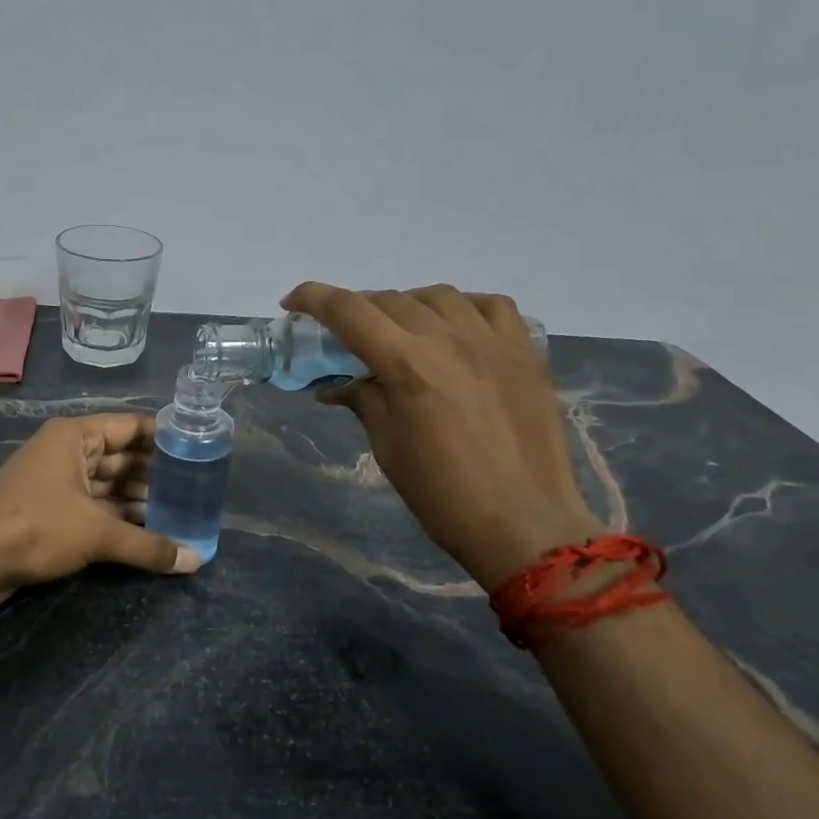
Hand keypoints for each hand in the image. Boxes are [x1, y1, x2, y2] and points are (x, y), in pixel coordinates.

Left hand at [0, 413, 198, 606]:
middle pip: (120, 457)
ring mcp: (55, 481)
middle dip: (154, 474)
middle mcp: (65, 452)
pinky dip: (118, 517)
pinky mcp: (49, 510)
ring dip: (138, 499)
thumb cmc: (36, 527)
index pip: (130, 427)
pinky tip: (147, 532)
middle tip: (195, 488)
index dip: (163, 437)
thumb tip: (195, 561)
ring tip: (179, 513)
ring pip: (107, 485)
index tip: (198, 448)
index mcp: (74, 437)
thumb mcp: (97, 534)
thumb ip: (148, 546)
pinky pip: (93, 506)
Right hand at [282, 282, 602, 586]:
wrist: (523, 522)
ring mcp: (492, 341)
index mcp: (407, 365)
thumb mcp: (388, 447)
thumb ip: (363, 401)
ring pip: (438, 296)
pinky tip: (457, 329)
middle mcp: (448, 339)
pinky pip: (492, 306)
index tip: (293, 303)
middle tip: (346, 335)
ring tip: (401, 331)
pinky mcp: (526, 352)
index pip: (349, 311)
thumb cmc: (442, 494)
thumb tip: (336, 385)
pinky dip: (464, 308)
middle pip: (390, 300)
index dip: (315, 298)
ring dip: (408, 306)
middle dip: (358, 309)